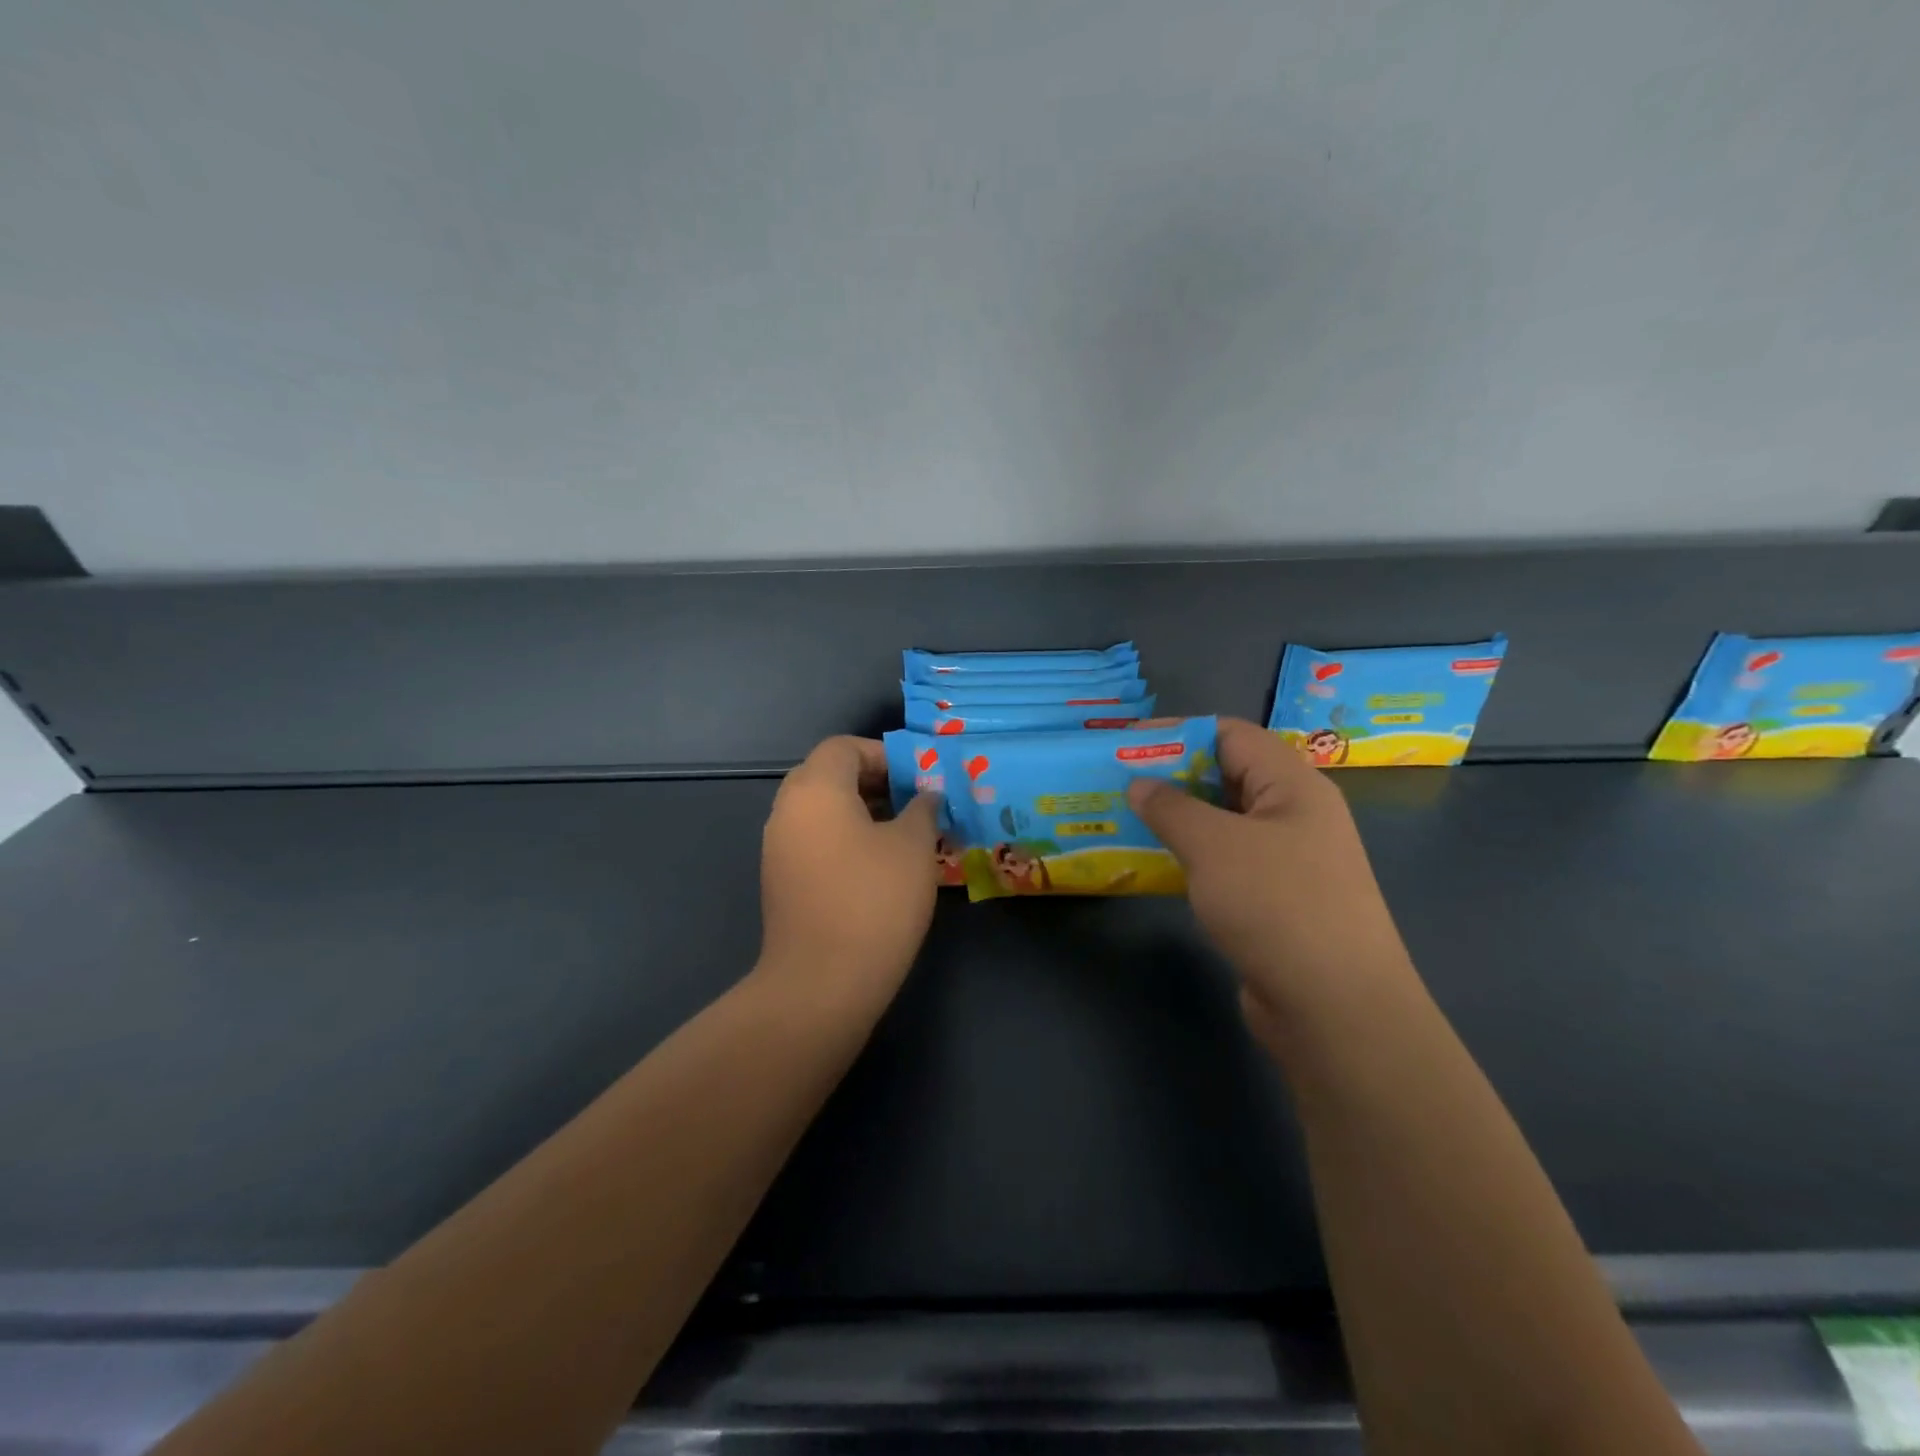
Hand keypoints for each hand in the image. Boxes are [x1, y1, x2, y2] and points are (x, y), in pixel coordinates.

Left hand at [758, 736, 940, 1005]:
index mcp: (815, 789)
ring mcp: (778, 847)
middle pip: (828, 775)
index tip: (918, 778)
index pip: (844, 747)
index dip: (884, 754)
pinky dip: (843, 838)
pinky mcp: (780, 880)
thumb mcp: (914, 847)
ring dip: (859, 811)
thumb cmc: (874, 901)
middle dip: (873, 782)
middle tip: (913, 802)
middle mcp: (787, 810)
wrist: (821, 983)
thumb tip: (925, 795)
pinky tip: (877, 866)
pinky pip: (813, 840)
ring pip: (820, 810)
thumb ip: (922, 809)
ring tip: (902, 834)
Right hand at [1127, 717, 1415, 1041]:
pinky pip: (1225, 862)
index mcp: (1293, 785)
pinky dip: (1189, 857)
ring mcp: (1288, 861)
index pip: (1231, 735)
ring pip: (1223, 823)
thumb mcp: (1214, 846)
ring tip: (1123, 820)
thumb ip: (1170, 808)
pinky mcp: (1275, 901)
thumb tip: (1139, 785)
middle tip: (1117, 783)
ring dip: (1175, 820)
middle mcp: (1294, 815)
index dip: (1178, 732)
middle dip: (1171, 777)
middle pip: (1226, 776)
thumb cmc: (1277, 905)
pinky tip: (1153, 865)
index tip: (1127, 744)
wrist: (1335, 1008)